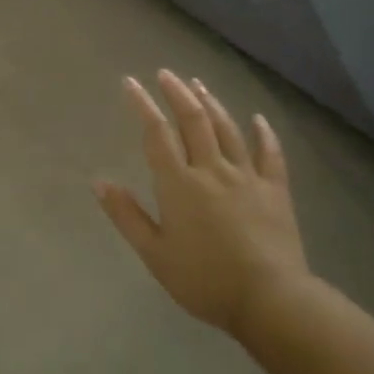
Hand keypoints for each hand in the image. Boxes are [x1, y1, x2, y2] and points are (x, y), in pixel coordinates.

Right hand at [94, 70, 309, 335]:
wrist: (271, 300)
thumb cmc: (204, 280)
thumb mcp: (155, 254)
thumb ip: (127, 215)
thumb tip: (99, 181)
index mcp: (179, 184)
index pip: (156, 133)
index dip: (142, 104)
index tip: (130, 82)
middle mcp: (212, 169)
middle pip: (193, 121)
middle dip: (177, 93)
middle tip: (166, 74)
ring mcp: (247, 177)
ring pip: (227, 129)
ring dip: (211, 103)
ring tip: (198, 84)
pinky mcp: (275, 190)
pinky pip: (269, 154)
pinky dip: (263, 133)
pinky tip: (257, 119)